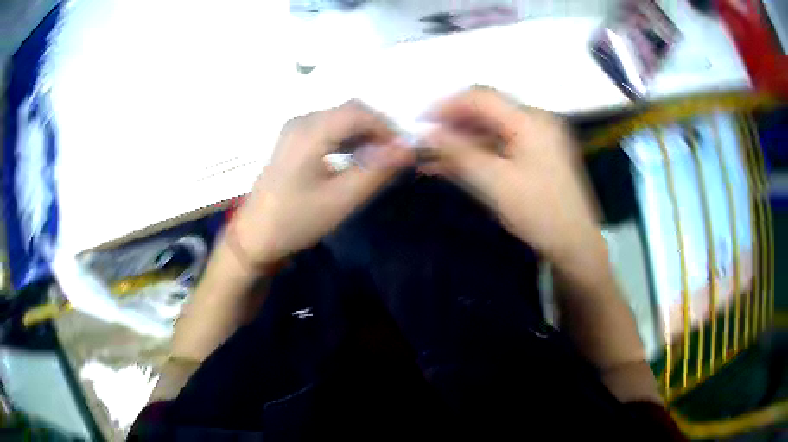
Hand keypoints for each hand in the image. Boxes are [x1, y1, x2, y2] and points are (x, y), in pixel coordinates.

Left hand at [233, 101, 412, 266]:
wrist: (255, 235)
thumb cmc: (296, 220)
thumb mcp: (341, 199)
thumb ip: (376, 171)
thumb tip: (407, 148)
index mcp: (310, 132)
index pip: (359, 113)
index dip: (386, 127)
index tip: (403, 151)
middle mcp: (302, 121)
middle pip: (350, 111)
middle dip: (377, 128)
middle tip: (394, 155)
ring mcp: (295, 128)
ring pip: (340, 118)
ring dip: (363, 133)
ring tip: (379, 158)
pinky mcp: (293, 139)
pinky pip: (328, 127)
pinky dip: (348, 137)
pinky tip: (356, 157)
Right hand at [424, 87, 602, 260]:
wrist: (574, 243)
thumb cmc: (538, 212)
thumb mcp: (494, 182)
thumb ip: (458, 153)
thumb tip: (425, 134)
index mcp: (530, 120)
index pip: (480, 98)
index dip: (446, 106)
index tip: (420, 123)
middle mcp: (536, 120)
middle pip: (486, 111)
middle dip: (453, 124)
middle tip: (426, 143)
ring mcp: (539, 137)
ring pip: (492, 128)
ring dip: (463, 140)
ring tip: (434, 157)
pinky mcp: (538, 153)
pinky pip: (502, 144)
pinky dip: (479, 151)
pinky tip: (456, 164)